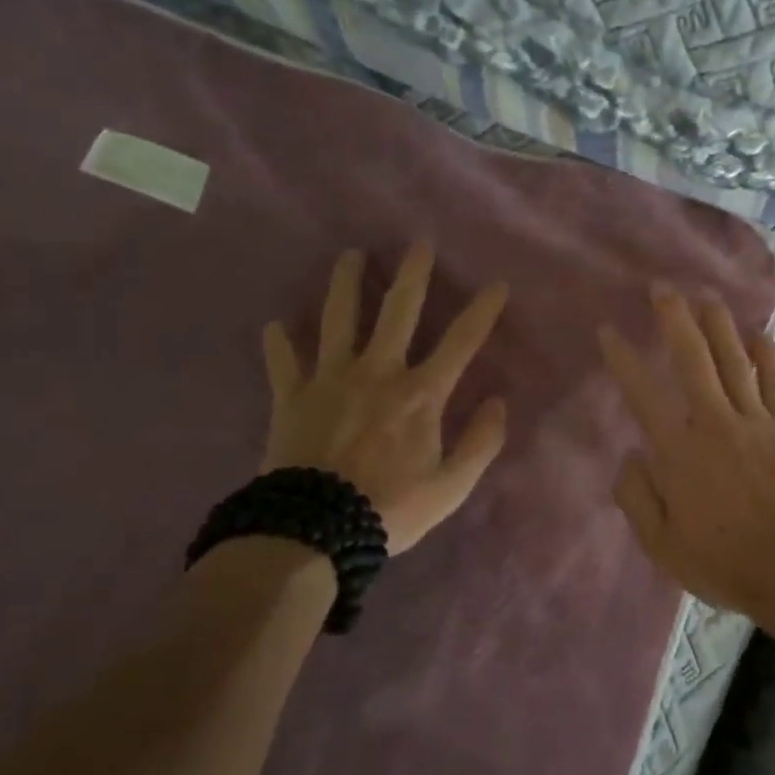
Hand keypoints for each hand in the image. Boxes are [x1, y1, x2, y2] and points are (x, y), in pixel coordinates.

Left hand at [261, 243, 508, 553]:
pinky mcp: (292, 397)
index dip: (482, 312)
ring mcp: (331, 379)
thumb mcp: (451, 487)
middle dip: (413, 274)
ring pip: (339, 319)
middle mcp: (378, 371)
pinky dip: (279, 344)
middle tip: (418, 243)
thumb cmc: (390, 509)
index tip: (497, 285)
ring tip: (350, 257)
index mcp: (420, 393)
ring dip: (346, 284)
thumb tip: (499, 403)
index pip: (461, 342)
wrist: (314, 531)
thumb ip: (481, 442)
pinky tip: (275, 326)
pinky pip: (283, 362)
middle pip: (398, 311)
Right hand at [598, 287, 774, 617]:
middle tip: (662, 289)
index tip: (609, 331)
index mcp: (679, 450)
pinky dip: (768, 354)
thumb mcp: (661, 544)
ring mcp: (755, 419)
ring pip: (734, 359)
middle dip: (675, 319)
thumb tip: (631, 456)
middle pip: (693, 358)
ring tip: (706, 296)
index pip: (643, 393)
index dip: (623, 358)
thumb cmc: (722, 560)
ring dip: (718, 324)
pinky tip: (760, 334)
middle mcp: (714, 422)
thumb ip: (637, 497)